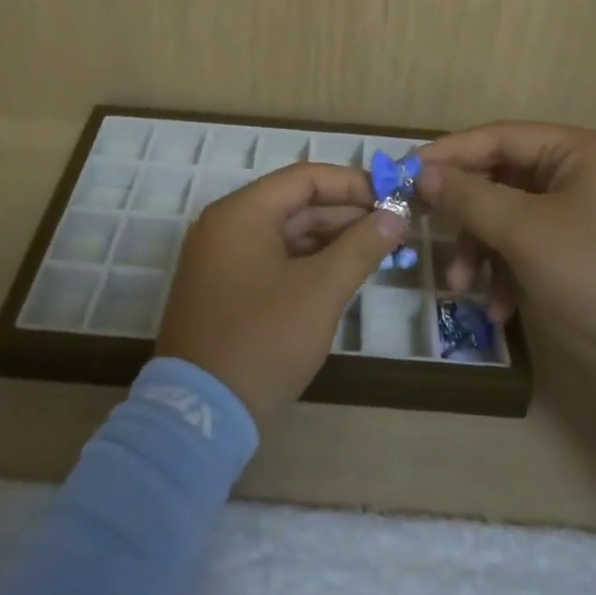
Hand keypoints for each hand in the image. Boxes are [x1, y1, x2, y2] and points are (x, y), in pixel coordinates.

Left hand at [157, 162, 408, 428]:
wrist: (201, 416)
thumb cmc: (263, 340)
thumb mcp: (320, 291)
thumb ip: (360, 247)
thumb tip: (394, 218)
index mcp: (241, 213)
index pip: (304, 178)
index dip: (352, 184)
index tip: (393, 197)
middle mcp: (225, 226)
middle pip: (295, 204)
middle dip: (346, 214)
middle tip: (393, 227)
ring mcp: (220, 259)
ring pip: (285, 234)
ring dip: (330, 239)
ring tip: (377, 250)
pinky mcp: (224, 289)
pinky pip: (272, 260)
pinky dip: (308, 262)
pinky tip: (342, 274)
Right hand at [417, 122, 595, 370]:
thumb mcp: (525, 232)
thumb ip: (470, 197)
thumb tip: (422, 173)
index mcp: (574, 151)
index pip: (499, 137)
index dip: (450, 153)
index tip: (406, 171)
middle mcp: (577, 173)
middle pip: (501, 179)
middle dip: (466, 213)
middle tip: (423, 226)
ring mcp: (579, 214)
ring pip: (509, 217)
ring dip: (481, 250)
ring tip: (460, 285)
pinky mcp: (578, 250)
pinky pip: (527, 246)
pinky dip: (507, 272)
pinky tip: (498, 309)